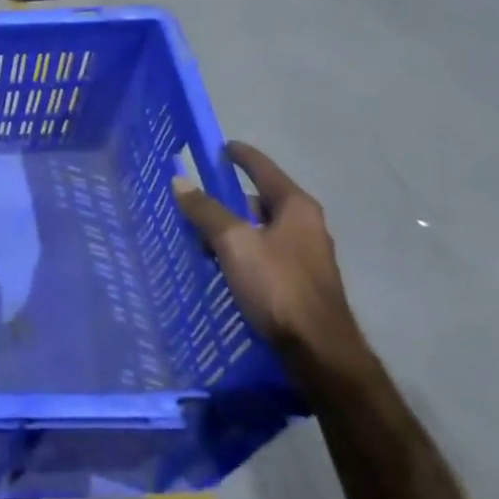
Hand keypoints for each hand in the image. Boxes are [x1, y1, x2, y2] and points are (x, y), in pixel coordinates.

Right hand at [174, 143, 366, 378]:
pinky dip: (241, 253)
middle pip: (259, 200)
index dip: (241, 155)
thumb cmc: (278, 286)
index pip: (263, 169)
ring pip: (260, 230)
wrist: (319, 351)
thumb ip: (206, 211)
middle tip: (195, 203)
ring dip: (231, 230)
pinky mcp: (299, 283)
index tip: (219, 146)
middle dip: (227, 200)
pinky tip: (221, 267)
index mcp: (295, 207)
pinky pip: (263, 255)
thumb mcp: (234, 243)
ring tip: (199, 239)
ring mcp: (305, 256)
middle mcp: (305, 226)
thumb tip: (180, 181)